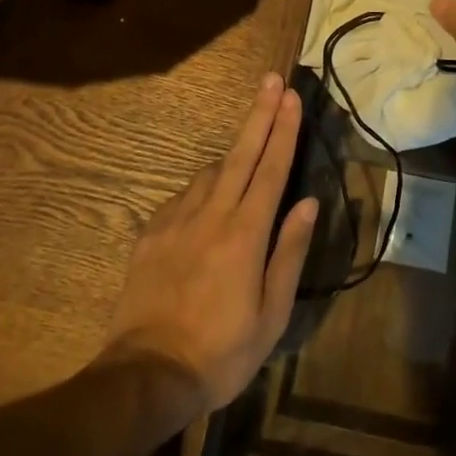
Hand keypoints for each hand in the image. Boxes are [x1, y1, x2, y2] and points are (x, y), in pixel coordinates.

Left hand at [100, 73, 317, 417]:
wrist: (146, 375)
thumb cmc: (221, 351)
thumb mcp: (271, 315)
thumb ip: (289, 252)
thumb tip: (309, 203)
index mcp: (245, 234)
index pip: (271, 169)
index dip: (283, 130)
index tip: (291, 96)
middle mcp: (212, 215)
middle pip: (241, 153)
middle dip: (259, 113)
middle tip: (271, 80)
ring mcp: (176, 219)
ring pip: (211, 172)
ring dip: (233, 155)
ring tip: (248, 155)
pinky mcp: (151, 232)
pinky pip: (184, 196)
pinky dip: (203, 188)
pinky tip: (208, 202)